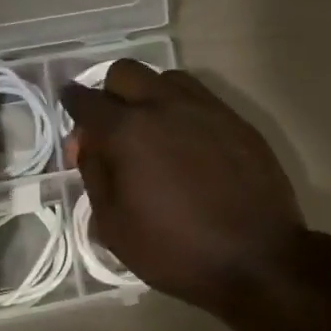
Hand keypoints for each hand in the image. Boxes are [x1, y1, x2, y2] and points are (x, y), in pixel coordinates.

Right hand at [61, 63, 306, 316]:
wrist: (258, 258)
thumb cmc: (176, 251)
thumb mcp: (115, 226)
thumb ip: (94, 175)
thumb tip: (87, 143)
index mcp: (128, 131)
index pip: (86, 100)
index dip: (71, 104)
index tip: (72, 115)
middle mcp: (165, 106)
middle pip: (125, 72)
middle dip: (110, 93)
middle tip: (113, 128)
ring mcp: (206, 108)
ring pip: (165, 78)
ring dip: (149, 95)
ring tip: (153, 132)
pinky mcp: (237, 120)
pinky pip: (200, 97)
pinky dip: (182, 109)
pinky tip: (188, 142)